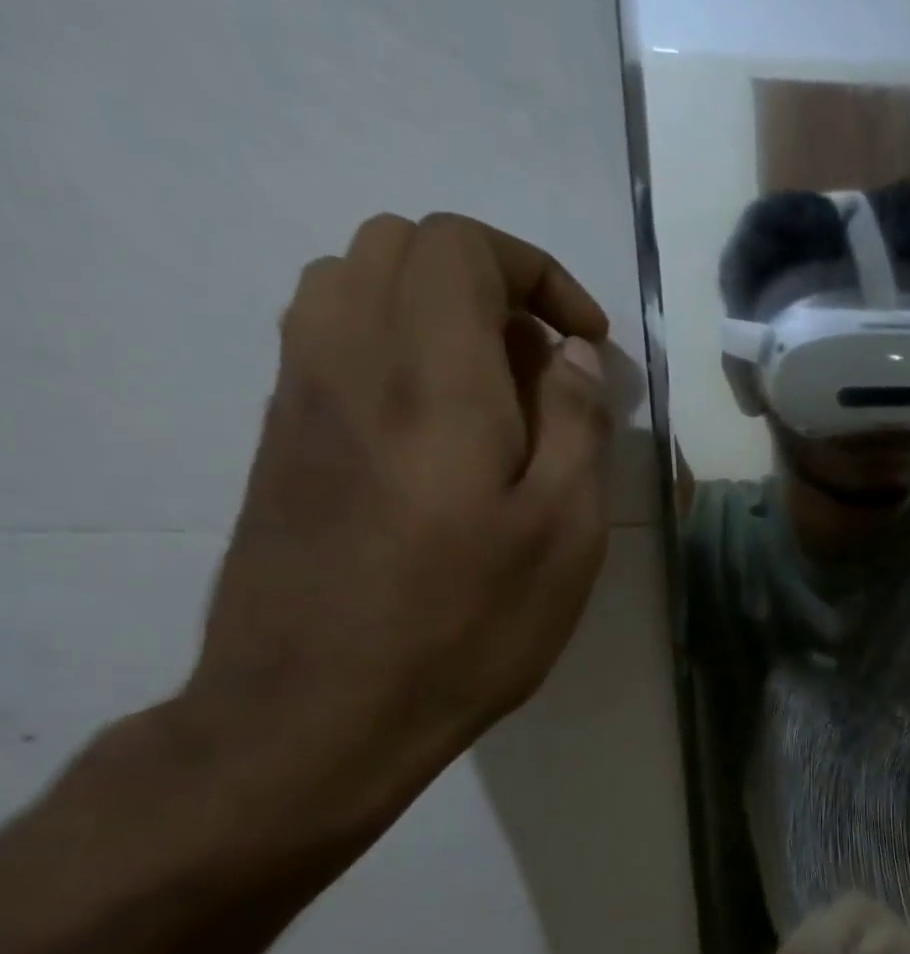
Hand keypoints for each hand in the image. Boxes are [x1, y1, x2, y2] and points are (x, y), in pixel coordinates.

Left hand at [177, 212, 611, 845]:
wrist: (323, 708)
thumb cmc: (470, 623)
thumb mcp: (563, 532)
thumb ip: (577, 427)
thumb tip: (575, 356)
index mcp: (433, 381)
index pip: (460, 246)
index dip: (537, 272)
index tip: (586, 343)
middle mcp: (349, 362)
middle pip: (398, 245)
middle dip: (490, 281)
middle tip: (546, 362)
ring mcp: (299, 396)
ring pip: (353, 283)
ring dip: (437, 310)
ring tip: (498, 391)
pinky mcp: (280, 436)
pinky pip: (329, 339)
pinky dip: (396, 345)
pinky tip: (445, 430)